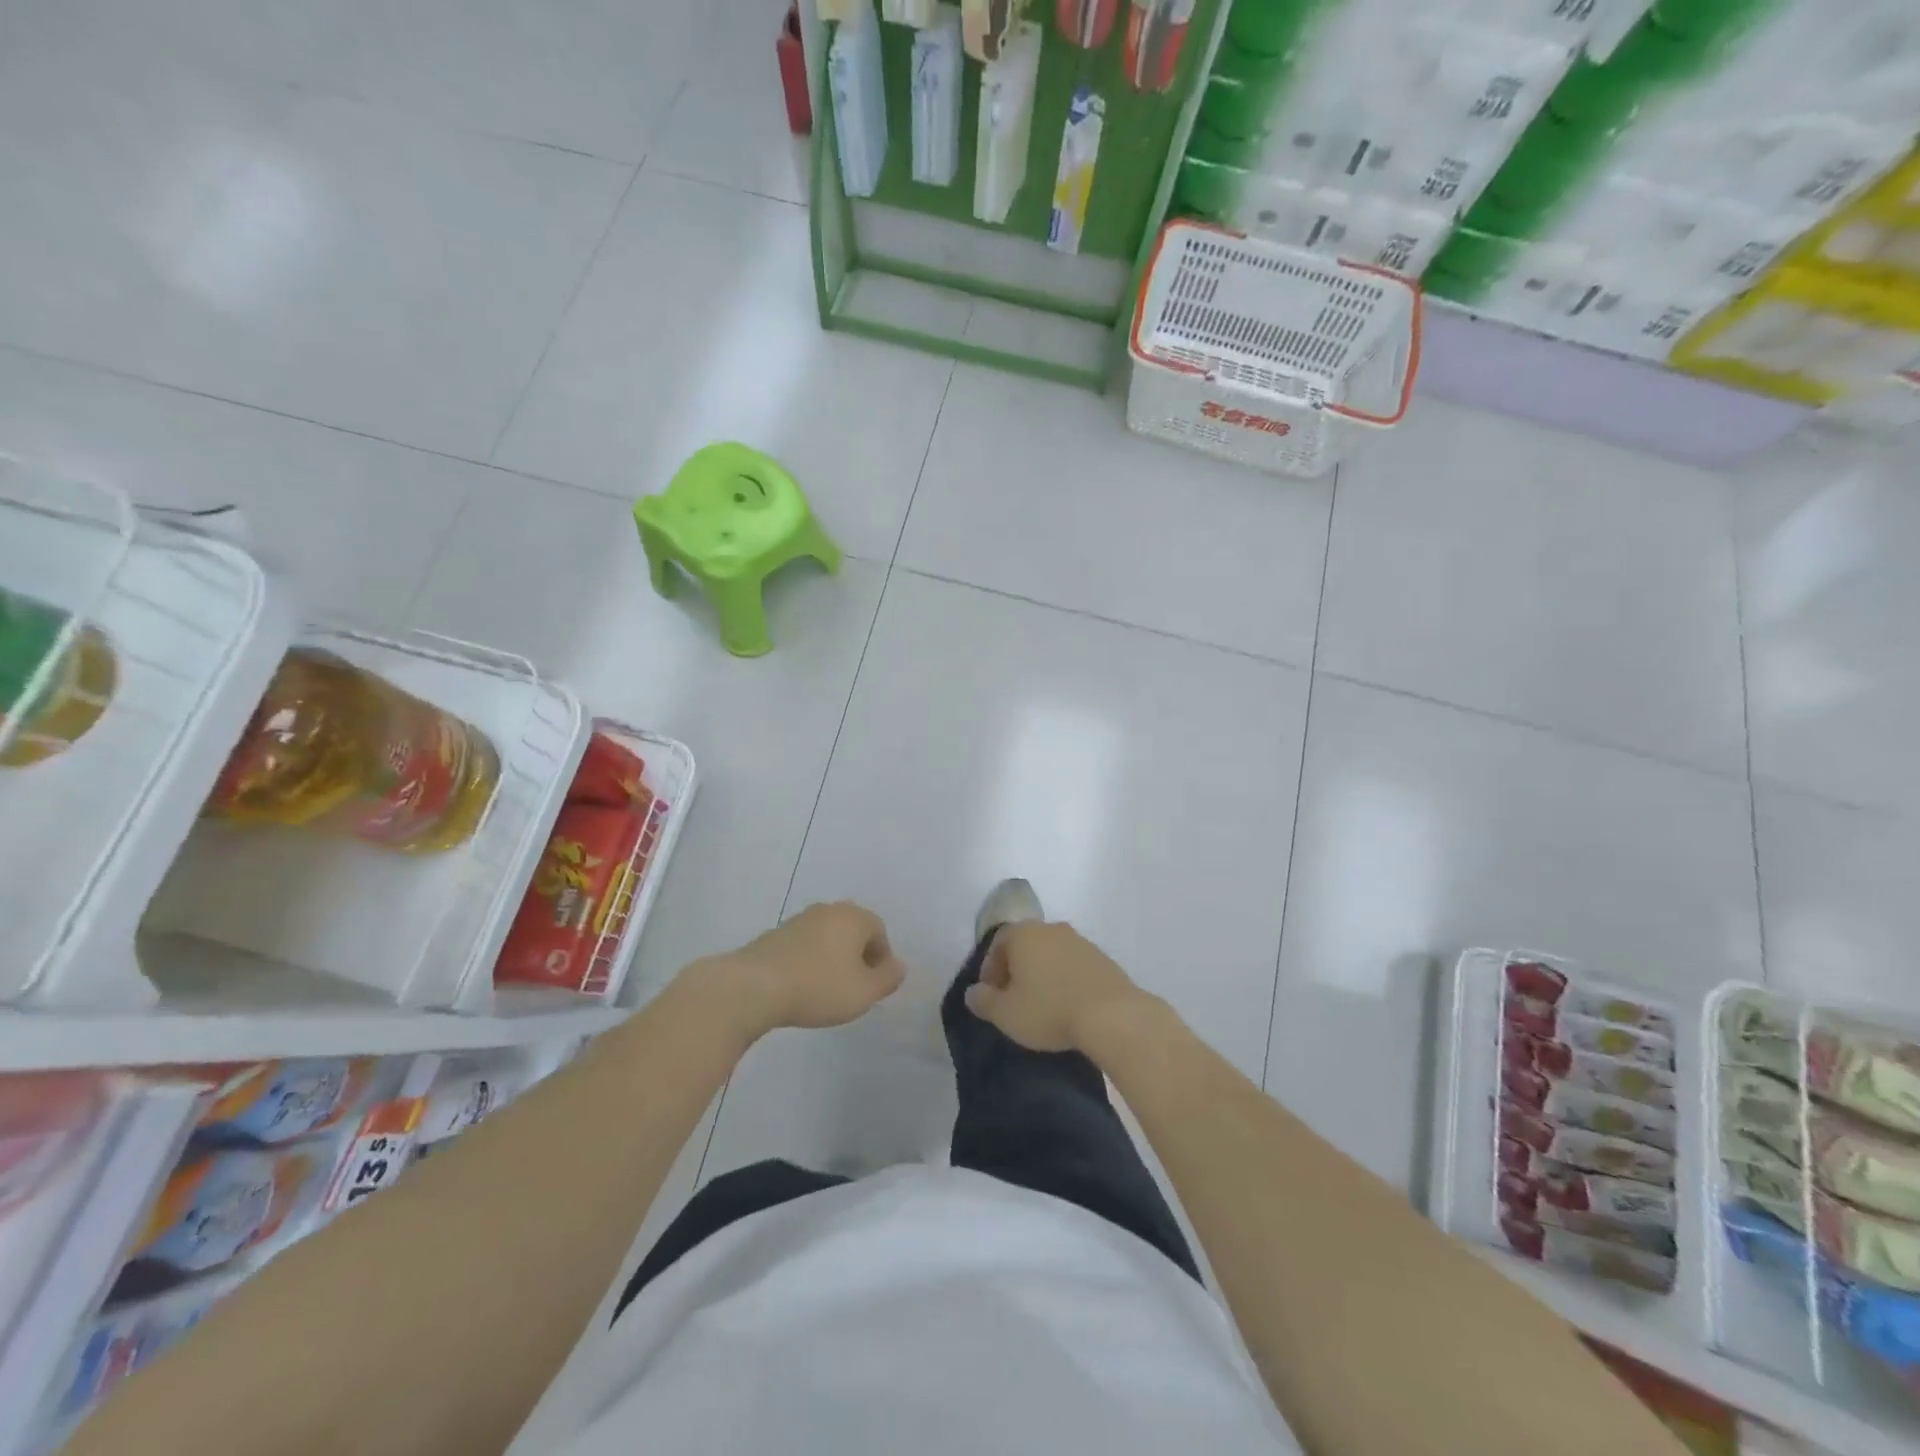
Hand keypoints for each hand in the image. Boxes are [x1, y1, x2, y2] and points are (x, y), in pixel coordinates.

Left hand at [694, 902, 903, 1038]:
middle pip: (853, 931)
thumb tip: (899, 966)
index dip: (881, 960)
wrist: (754, 986)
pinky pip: (805, 946)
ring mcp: (800, 919)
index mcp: (854, 917)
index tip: (873, 987)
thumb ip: (888, 978)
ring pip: (828, 938)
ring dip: (832, 959)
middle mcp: (829, 910)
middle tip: (853, 988)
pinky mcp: (776, 934)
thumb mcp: (864, 992)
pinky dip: (809, 962)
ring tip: (826, 990)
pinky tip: (802, 986)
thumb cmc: (819, 987)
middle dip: (857, 957)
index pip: (879, 932)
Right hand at [964, 921, 1153, 1054]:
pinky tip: (1067, 1004)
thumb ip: (984, 1001)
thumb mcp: (1006, 1014)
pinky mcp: (1102, 958)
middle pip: (1025, 944)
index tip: (991, 995)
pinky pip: (1073, 964)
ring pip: (1051, 953)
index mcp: (1023, 934)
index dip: (990, 968)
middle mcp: (1051, 929)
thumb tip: (972, 993)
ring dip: (1042, 973)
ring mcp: (1080, 941)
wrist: (1111, 1014)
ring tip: (1042, 1004)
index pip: (998, 942)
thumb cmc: (1049, 1009)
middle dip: (1016, 969)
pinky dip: (1065, 979)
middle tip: (1013, 999)